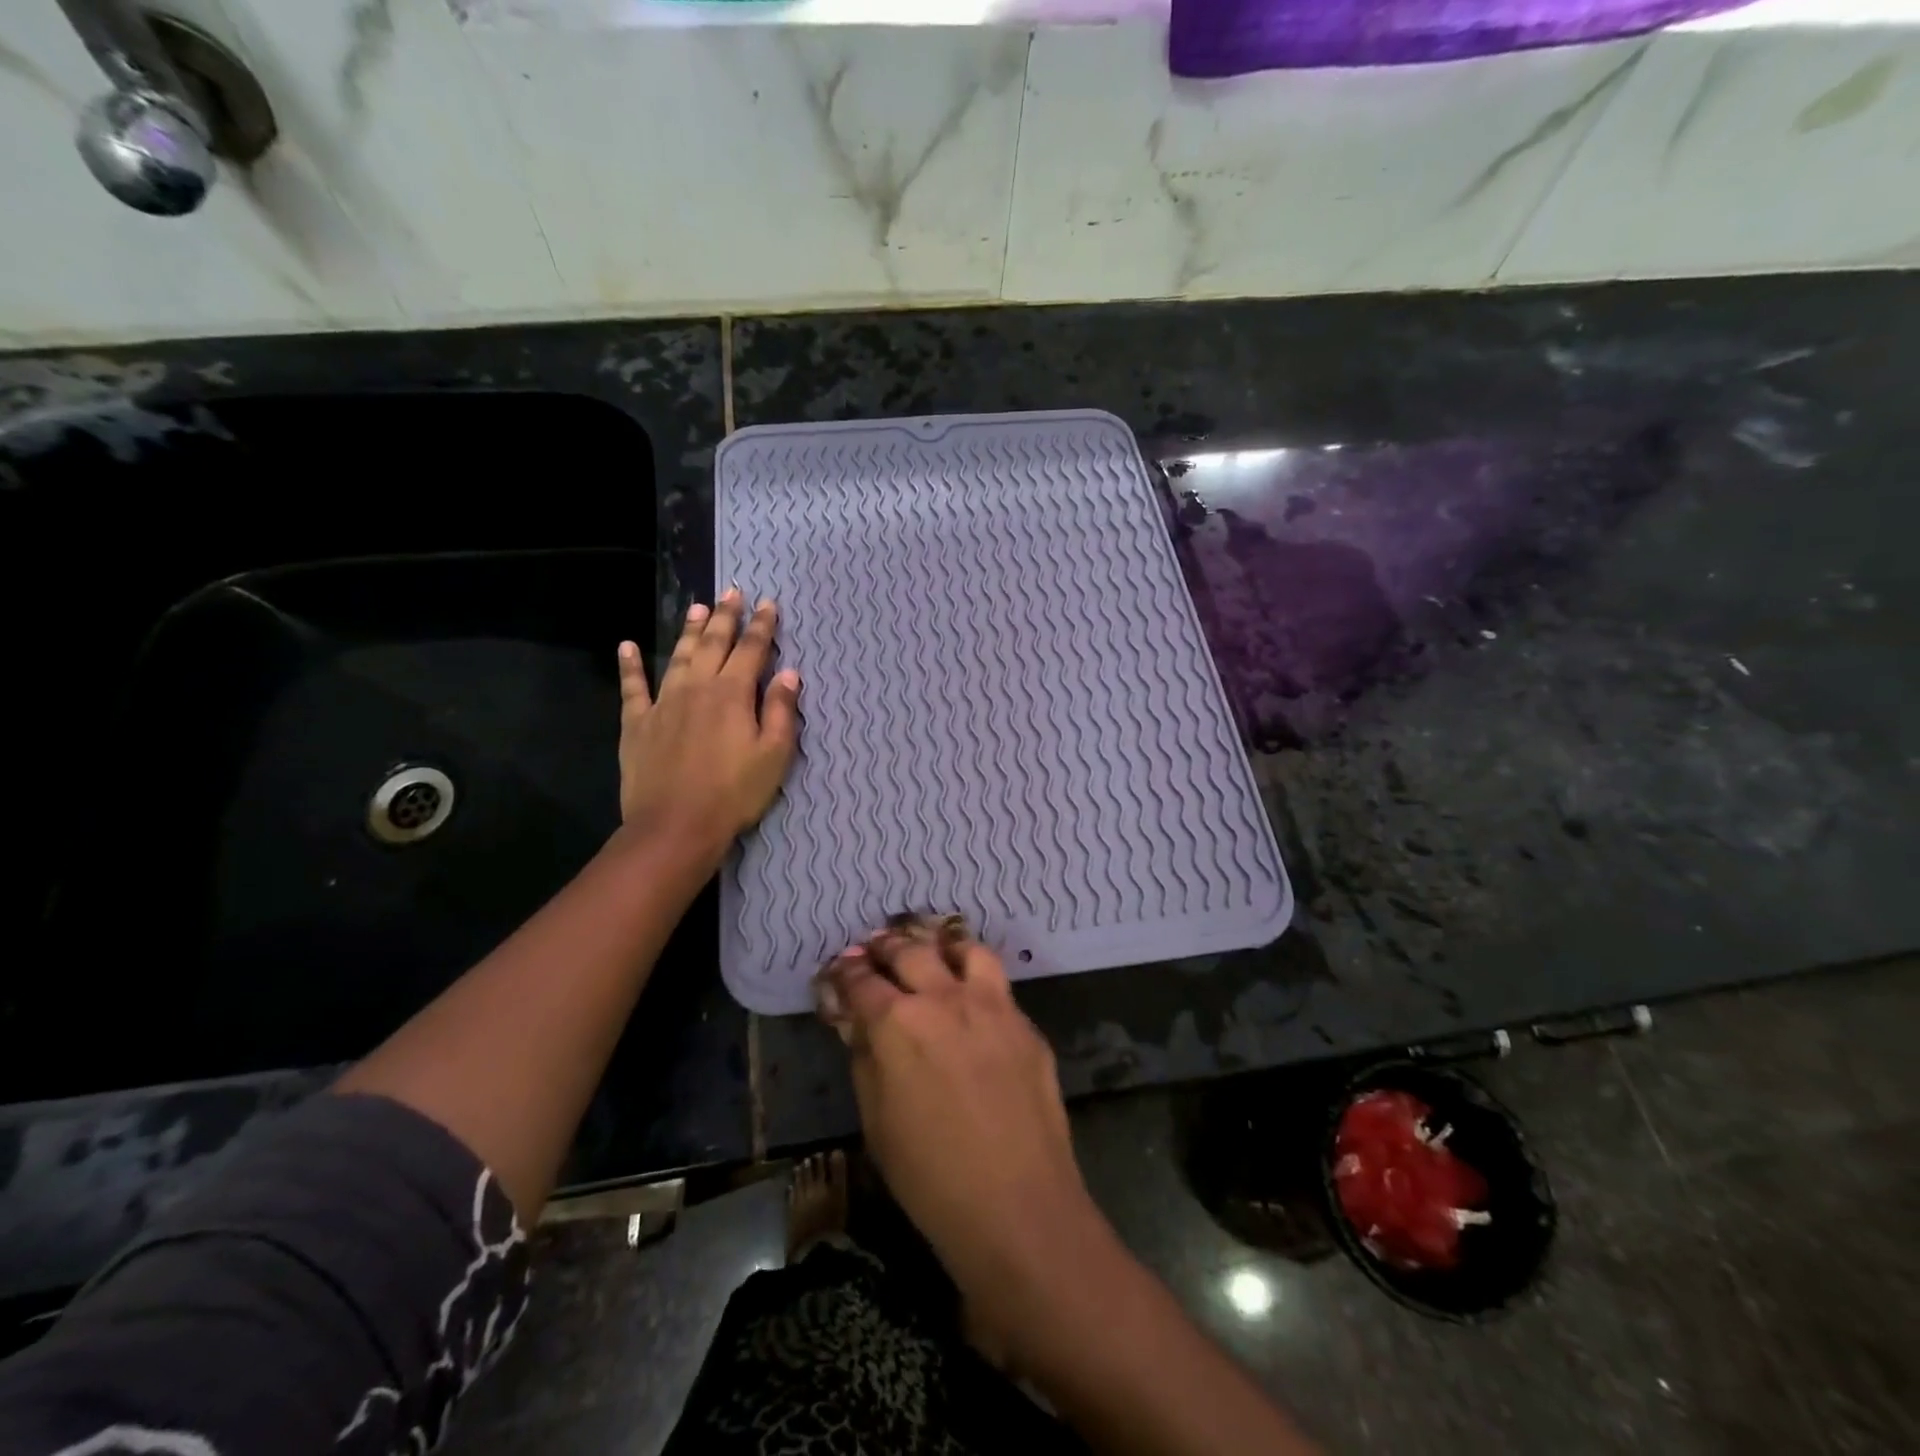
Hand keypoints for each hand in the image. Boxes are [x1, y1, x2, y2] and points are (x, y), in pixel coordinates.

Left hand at [616, 589, 800, 862]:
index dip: (762, 626)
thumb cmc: (734, 793)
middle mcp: (697, 687)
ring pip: (678, 656)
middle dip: (726, 616)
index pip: (752, 650)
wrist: (676, 826)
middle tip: (732, 591)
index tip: (768, 604)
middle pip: (714, 644)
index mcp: (733, 694)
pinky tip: (626, 646)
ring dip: (689, 631)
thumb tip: (790, 673)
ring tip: (697, 608)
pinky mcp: (637, 723)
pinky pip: (633, 687)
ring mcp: (664, 703)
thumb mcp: (774, 755)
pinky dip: (630, 666)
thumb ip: (782, 711)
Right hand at [814, 919, 1099, 1355]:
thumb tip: (857, 1022)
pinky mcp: (1025, 1023)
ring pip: (963, 948)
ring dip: (940, 944)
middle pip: (910, 951)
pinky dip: (975, 976)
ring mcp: (992, 1005)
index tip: (839, 968)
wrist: (1017, 1205)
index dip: (845, 972)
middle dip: (886, 945)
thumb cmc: (929, 1176)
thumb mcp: (876, 1120)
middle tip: (876, 946)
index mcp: (898, 1022)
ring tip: (931, 948)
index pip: (861, 981)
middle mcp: (944, 998)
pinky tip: (971, 993)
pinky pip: (997, 983)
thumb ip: (865, 1058)